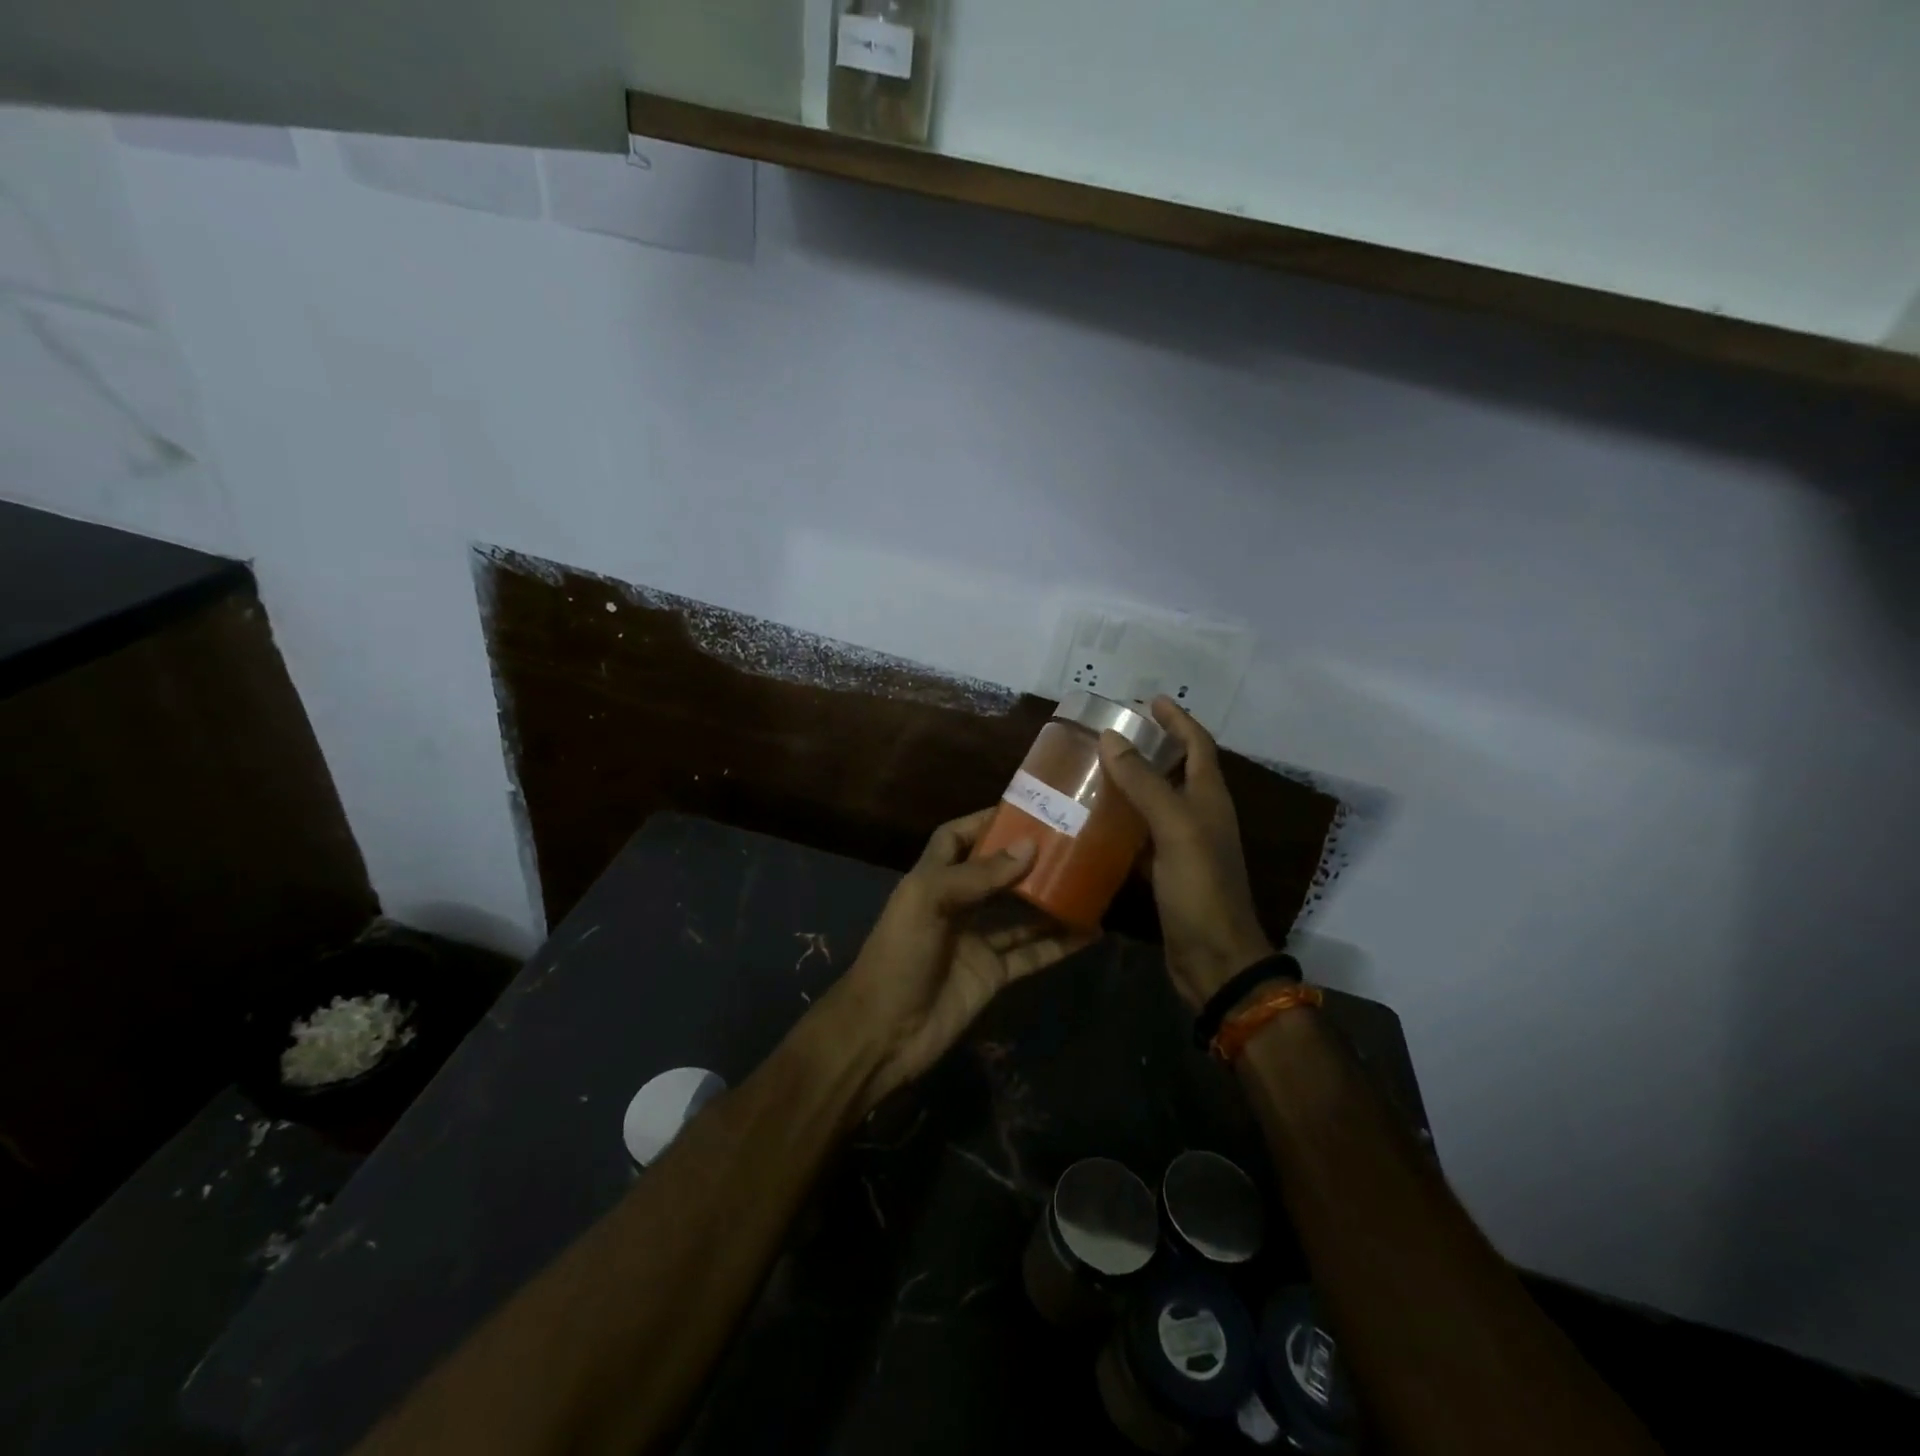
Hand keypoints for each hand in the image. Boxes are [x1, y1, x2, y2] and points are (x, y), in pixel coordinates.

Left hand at [831, 809, 1094, 1106]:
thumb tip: (1029, 847)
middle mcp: (956, 906)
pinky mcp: (993, 975)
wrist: (884, 1032)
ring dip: (1049, 900)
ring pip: (1020, 914)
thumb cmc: (899, 955)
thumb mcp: (929, 902)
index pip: (956, 839)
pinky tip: (1090, 932)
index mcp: (931, 880)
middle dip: (1027, 859)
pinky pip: (1032, 954)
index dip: (983, 823)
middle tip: (1070, 842)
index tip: (1024, 810)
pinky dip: (1059, 945)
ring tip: (1089, 881)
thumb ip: (978, 875)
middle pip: (996, 874)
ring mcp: (976, 942)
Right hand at [1098, 697, 1273, 1009]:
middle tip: (1109, 733)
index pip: (1197, 744)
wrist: (1214, 960)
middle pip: (1175, 769)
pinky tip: (1091, 821)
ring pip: (1154, 802)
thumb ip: (1145, 783)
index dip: (1177, 720)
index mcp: (1209, 798)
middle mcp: (1198, 816)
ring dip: (1130, 783)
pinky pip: (1139, 836)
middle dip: (1149, 746)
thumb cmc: (1201, 889)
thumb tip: (1112, 736)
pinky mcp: (1164, 872)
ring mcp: (1182, 845)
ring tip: (1092, 769)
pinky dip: (1120, 822)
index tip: (1149, 700)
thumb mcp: (1175, 829)